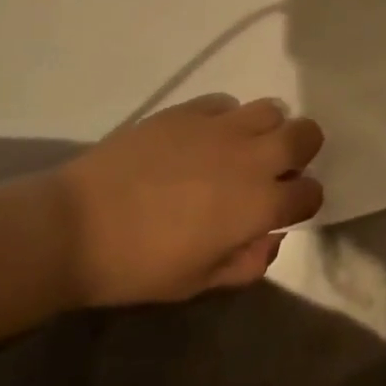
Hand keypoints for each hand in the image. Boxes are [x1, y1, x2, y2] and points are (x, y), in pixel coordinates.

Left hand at [53, 94, 324, 306]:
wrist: (75, 226)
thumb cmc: (138, 266)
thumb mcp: (197, 282)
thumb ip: (246, 263)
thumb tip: (270, 238)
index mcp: (259, 204)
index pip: (310, 193)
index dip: (302, 204)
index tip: (283, 211)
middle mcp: (252, 158)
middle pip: (307, 135)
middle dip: (300, 152)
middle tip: (273, 170)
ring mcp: (222, 127)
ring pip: (272, 110)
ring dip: (266, 130)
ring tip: (240, 149)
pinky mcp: (191, 110)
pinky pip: (226, 103)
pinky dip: (225, 119)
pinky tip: (203, 138)